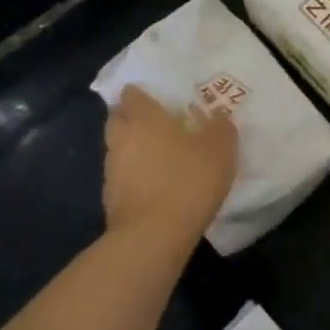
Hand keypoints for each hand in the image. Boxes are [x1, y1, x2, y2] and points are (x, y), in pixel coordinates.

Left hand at [103, 85, 238, 248]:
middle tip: (158, 126)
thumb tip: (218, 116)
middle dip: (133, 118)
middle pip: (118, 118)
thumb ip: (220, 127)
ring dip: (133, 149)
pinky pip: (121, 176)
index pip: (131, 93)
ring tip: (159, 159)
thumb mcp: (220, 149)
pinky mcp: (109, 198)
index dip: (143, 95)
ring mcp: (111, 169)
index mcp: (143, 117)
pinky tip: (154, 187)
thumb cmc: (187, 181)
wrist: (153, 236)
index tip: (160, 101)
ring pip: (118, 148)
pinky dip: (133, 177)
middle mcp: (121, 137)